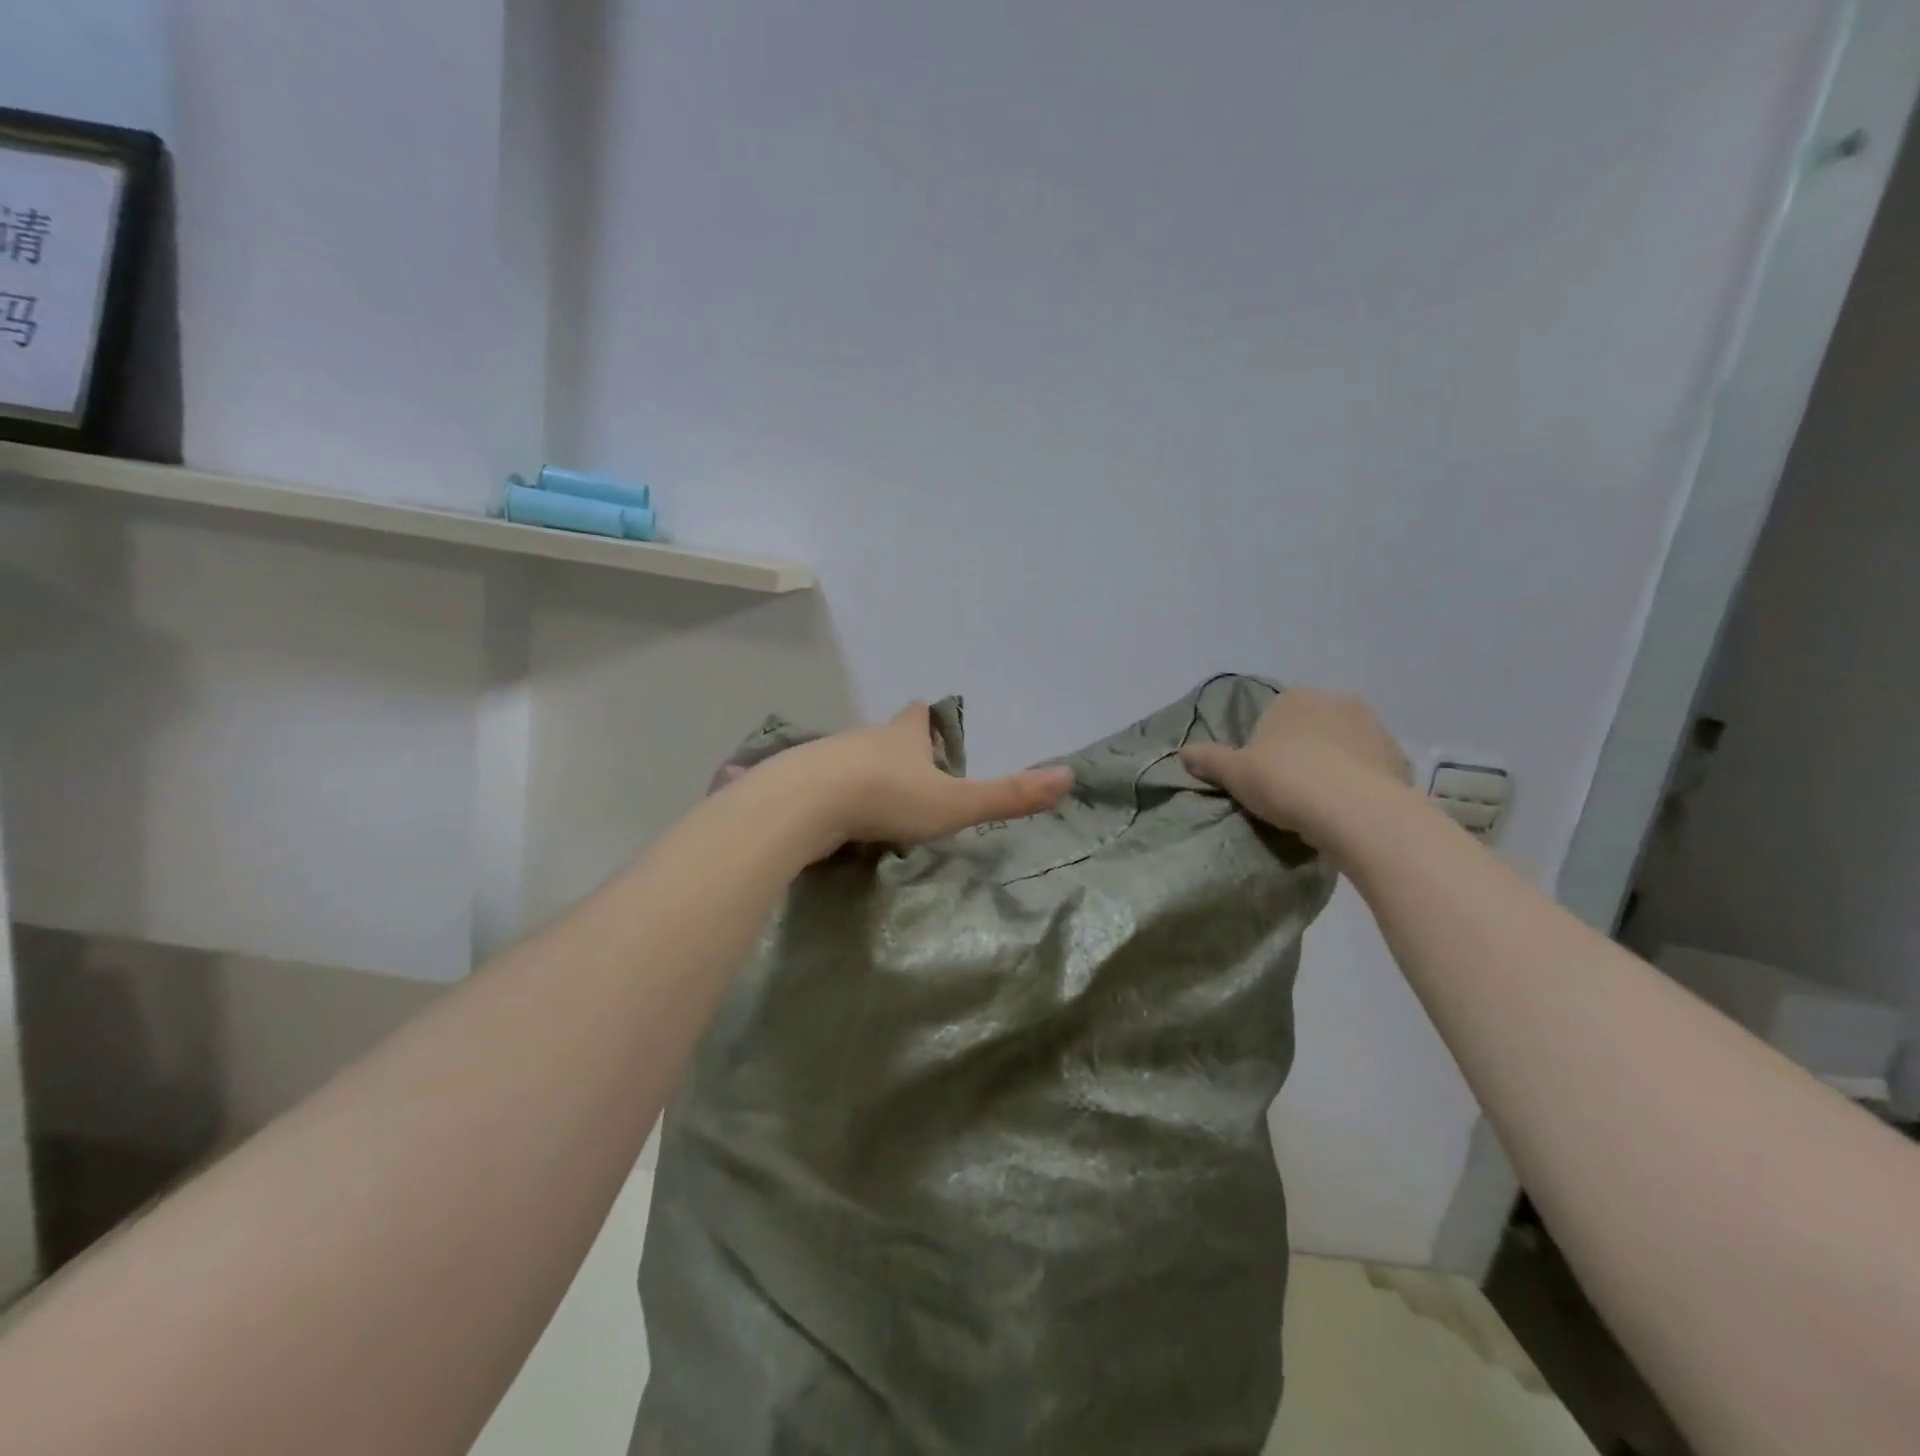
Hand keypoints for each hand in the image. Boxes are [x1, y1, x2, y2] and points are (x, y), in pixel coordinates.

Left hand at [777, 702, 1074, 855]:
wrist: (805, 803)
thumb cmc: (888, 797)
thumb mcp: (956, 803)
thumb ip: (1008, 796)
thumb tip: (1069, 776)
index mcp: (903, 735)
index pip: (918, 715)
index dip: (928, 721)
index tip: (934, 733)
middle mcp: (864, 738)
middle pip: (884, 736)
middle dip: (898, 752)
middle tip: (912, 782)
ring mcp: (826, 758)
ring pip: (851, 761)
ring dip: (865, 778)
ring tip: (876, 809)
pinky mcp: (797, 783)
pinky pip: (820, 786)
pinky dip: (831, 799)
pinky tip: (834, 823)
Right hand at [1180, 688, 1409, 844]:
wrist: (1357, 812)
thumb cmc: (1286, 782)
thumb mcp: (1235, 774)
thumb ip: (1209, 760)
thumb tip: (1182, 752)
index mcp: (1295, 698)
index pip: (1272, 718)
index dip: (1264, 749)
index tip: (1262, 778)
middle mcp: (1337, 701)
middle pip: (1309, 728)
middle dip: (1301, 752)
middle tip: (1289, 791)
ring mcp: (1374, 727)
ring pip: (1342, 746)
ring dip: (1332, 766)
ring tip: (1320, 804)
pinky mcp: (1398, 757)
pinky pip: (1369, 768)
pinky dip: (1358, 782)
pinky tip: (1347, 809)